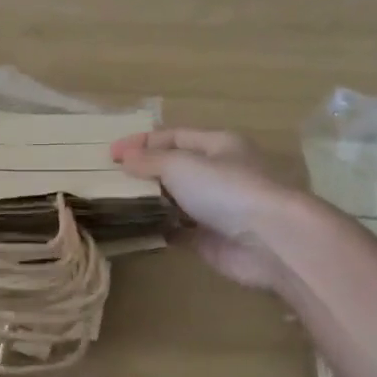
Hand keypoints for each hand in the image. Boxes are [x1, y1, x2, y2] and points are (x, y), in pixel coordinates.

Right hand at [112, 129, 297, 291]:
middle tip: (107, 179)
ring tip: (113, 203)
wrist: (269, 240)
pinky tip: (134, 229)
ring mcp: (216, 208)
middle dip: (143, 172)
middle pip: (175, 168)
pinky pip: (178, 231)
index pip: (174, 136)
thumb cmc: (226, 189)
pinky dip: (158, 229)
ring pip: (175, 200)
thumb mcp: (180, 165)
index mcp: (218, 145)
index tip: (108, 154)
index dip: (141, 142)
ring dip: (149, 201)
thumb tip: (124, 159)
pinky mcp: (211, 239)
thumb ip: (149, 161)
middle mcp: (218, 173)